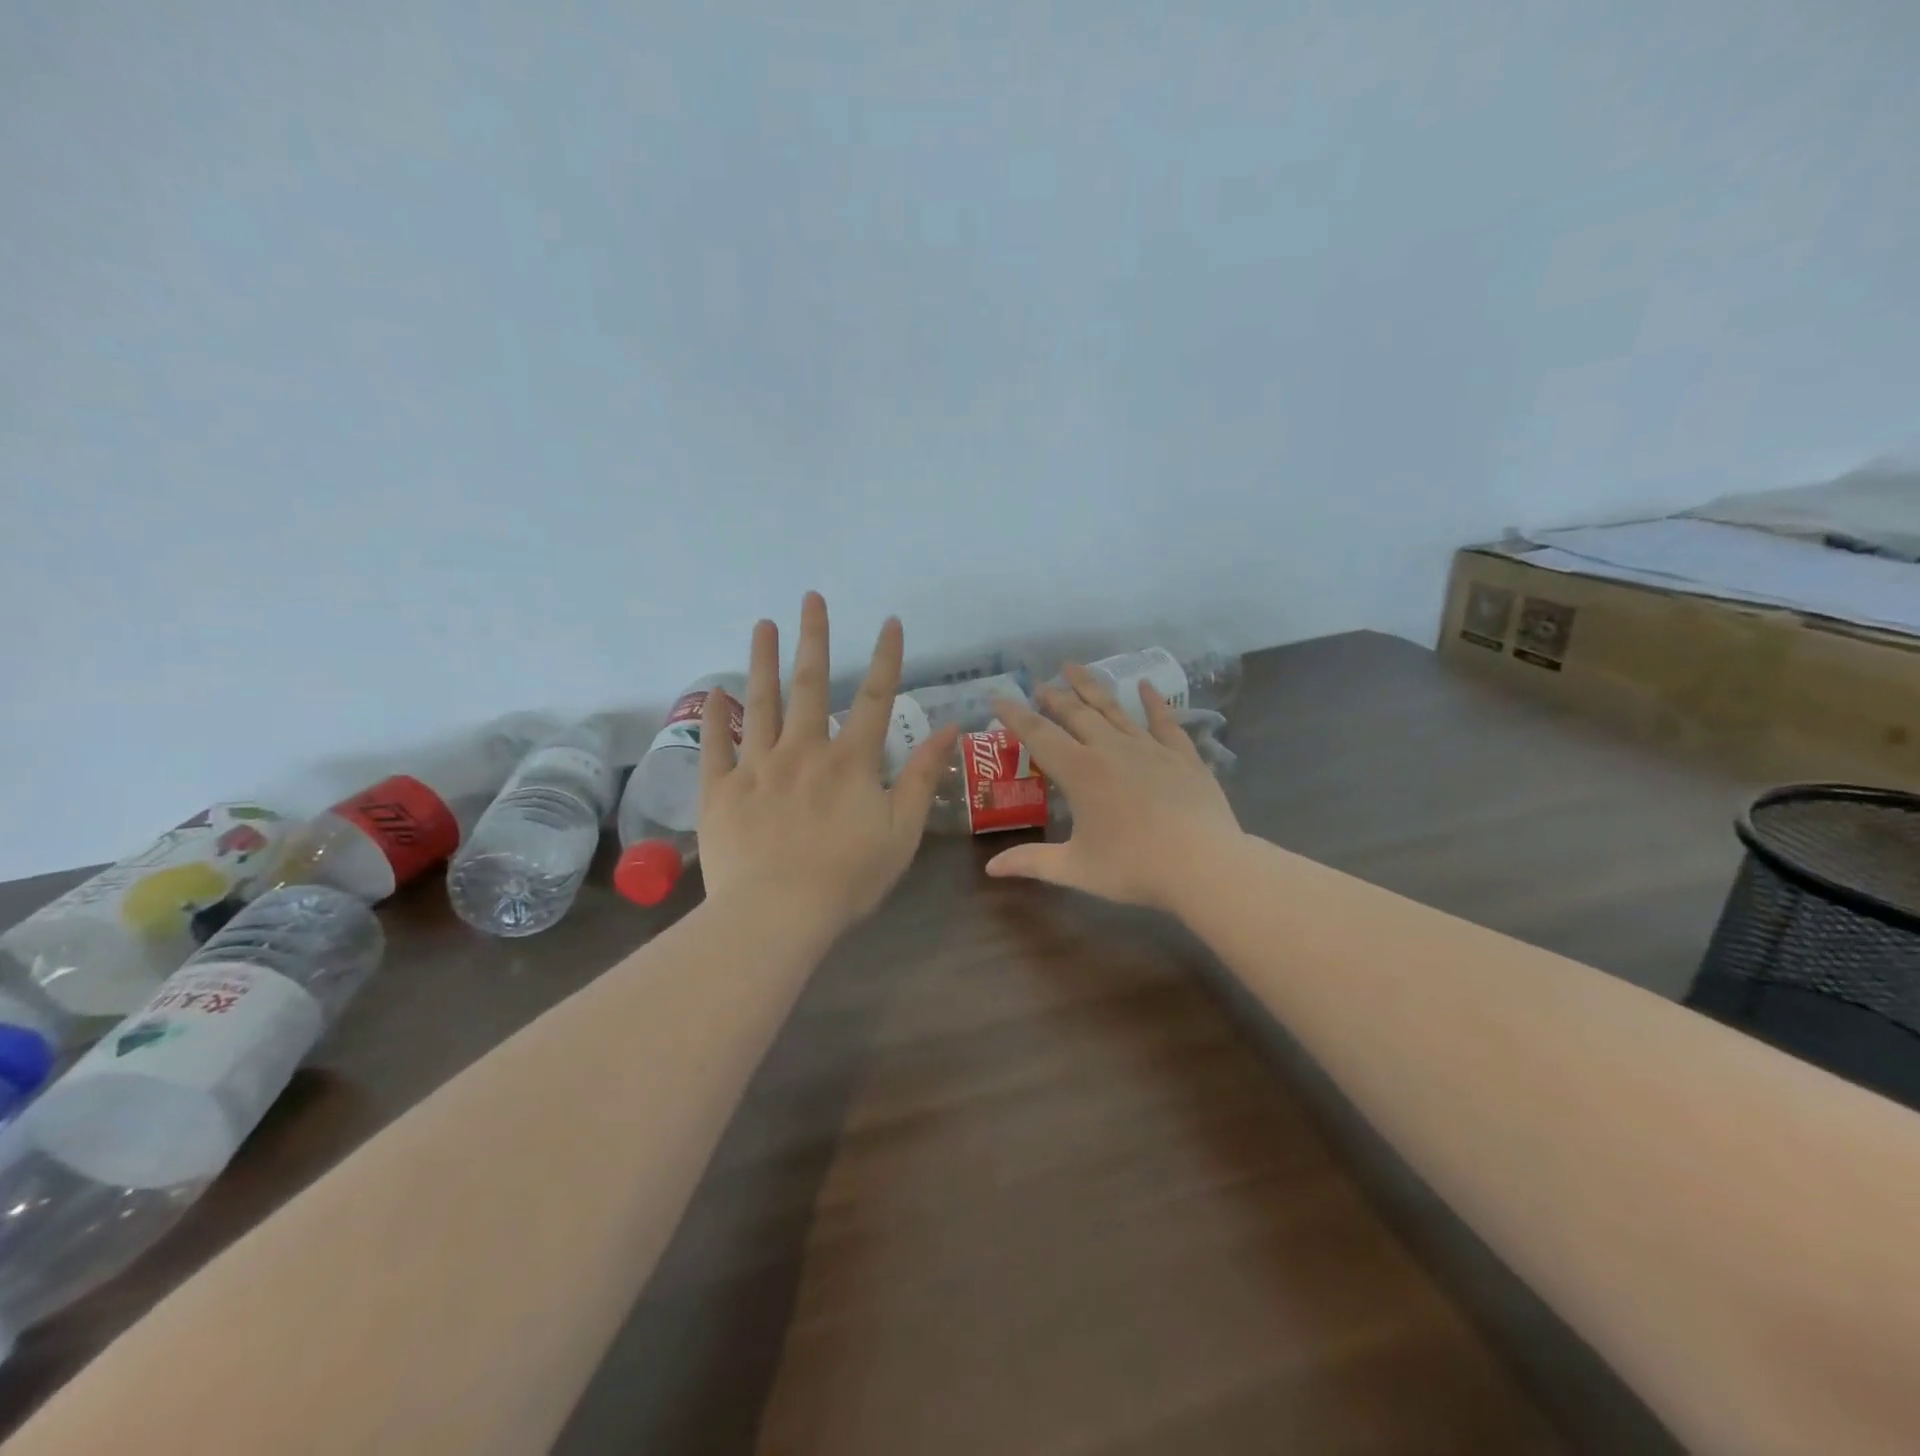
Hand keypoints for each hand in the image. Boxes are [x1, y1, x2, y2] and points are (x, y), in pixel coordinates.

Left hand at [697, 593, 959, 930]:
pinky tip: (716, 692)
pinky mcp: (722, 790)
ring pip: (761, 702)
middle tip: (810, 598)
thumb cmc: (848, 877)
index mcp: (850, 761)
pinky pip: (717, 745)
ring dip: (762, 660)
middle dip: (814, 638)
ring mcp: (757, 766)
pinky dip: (717, 717)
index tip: (890, 621)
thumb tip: (949, 729)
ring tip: (762, 625)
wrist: (776, 914)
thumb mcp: (901, 831)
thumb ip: (923, 777)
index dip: (886, 657)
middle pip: (811, 685)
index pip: (876, 698)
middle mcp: (803, 751)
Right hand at [985, 665, 1243, 912]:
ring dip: (1091, 687)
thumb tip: (991, 868)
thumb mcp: (1075, 869)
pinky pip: (1164, 720)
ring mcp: (1149, 748)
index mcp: (1080, 772)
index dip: (1015, 715)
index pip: (1038, 735)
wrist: (1204, 865)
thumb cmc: (1134, 868)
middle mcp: (1111, 749)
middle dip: (1053, 697)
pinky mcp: (1182, 755)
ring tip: (1073, 667)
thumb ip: (1031, 862)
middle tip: (1039, 684)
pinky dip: (1154, 701)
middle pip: (1076, 714)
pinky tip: (1146, 684)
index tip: (997, 698)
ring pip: (1114, 709)